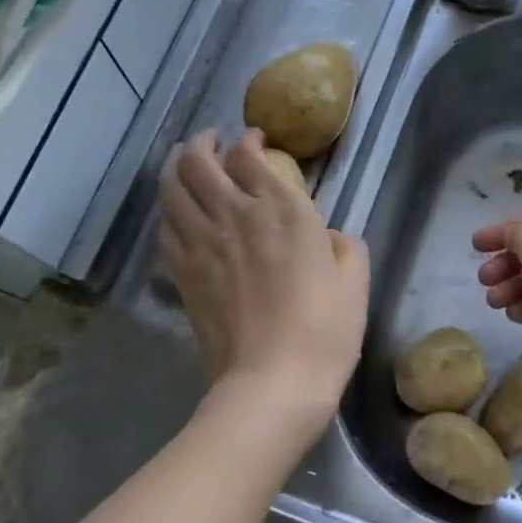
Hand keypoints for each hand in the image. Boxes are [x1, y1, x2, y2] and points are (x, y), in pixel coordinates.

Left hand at [160, 130, 369, 437]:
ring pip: (172, 188)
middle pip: (199, 162)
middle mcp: (235, 215)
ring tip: (181, 162)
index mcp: (282, 210)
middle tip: (209, 140)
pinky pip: (166, 228)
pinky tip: (176, 212)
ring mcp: (202, 244)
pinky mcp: (182, 274)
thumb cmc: (324, 331)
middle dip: (201, 142)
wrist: (272, 383)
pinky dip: (169, 210)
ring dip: (174, 167)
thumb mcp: (355, 282)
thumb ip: (346, 247)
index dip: (248, 141)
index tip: (254, 140)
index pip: (249, 156)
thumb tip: (330, 237)